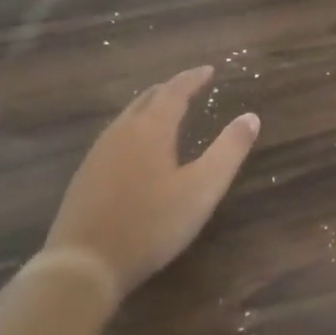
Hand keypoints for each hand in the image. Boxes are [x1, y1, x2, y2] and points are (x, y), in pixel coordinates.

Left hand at [41, 66, 259, 301]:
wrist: (84, 264)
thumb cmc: (152, 223)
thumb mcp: (203, 188)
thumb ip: (229, 150)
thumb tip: (251, 117)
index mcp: (151, 129)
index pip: (175, 91)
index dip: (193, 78)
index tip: (209, 70)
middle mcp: (121, 132)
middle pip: (147, 99)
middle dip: (170, 89)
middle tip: (190, 86)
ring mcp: (98, 154)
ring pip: (127, 118)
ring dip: (150, 108)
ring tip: (166, 111)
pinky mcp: (85, 176)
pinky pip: (115, 137)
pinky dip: (134, 129)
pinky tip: (137, 150)